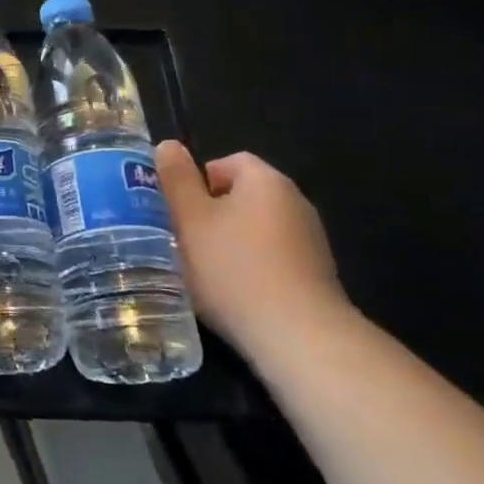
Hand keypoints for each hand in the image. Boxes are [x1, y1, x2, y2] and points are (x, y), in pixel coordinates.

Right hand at [155, 141, 351, 364]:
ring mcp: (311, 241)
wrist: (299, 338)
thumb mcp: (189, 219)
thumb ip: (176, 179)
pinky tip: (233, 293)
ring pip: (255, 229)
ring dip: (228, 243)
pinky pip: (272, 258)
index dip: (197, 180)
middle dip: (209, 214)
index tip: (177, 210)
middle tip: (182, 239)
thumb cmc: (234, 268)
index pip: (227, 162)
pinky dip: (250, 268)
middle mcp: (295, 203)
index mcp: (266, 181)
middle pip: (241, 196)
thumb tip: (168, 145)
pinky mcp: (316, 276)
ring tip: (203, 270)